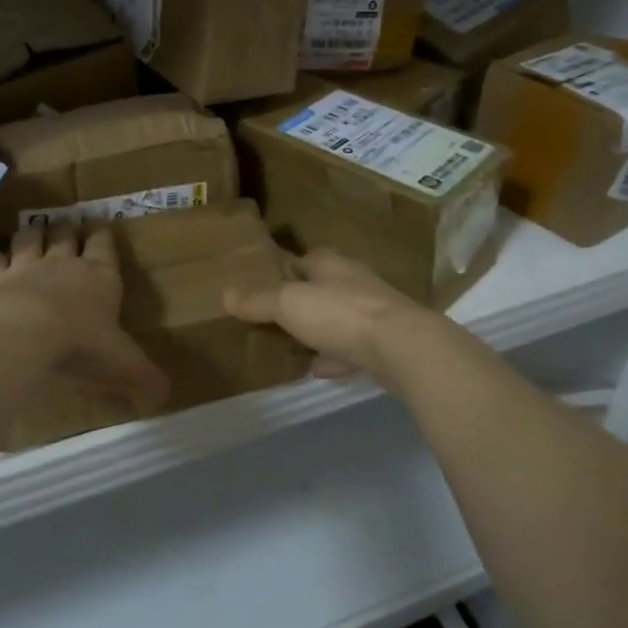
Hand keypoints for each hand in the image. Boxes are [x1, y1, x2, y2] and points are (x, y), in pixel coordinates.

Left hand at [0, 222, 167, 415]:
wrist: (19, 334)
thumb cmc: (80, 345)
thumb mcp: (124, 367)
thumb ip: (144, 379)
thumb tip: (163, 397)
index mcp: (98, 277)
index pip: (104, 246)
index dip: (103, 236)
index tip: (101, 226)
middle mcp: (60, 265)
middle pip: (63, 235)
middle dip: (65, 230)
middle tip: (65, 225)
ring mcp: (20, 269)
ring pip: (26, 241)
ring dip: (29, 237)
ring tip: (29, 234)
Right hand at [223, 249, 436, 384]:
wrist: (402, 348)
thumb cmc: (341, 314)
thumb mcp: (288, 303)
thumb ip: (258, 300)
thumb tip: (225, 293)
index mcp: (331, 264)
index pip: (305, 258)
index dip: (285, 268)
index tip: (265, 282)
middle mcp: (354, 283)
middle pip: (323, 288)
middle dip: (303, 299)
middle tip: (275, 315)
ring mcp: (373, 314)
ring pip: (339, 318)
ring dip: (320, 329)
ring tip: (293, 344)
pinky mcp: (384, 344)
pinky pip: (352, 349)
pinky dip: (336, 357)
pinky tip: (320, 369)